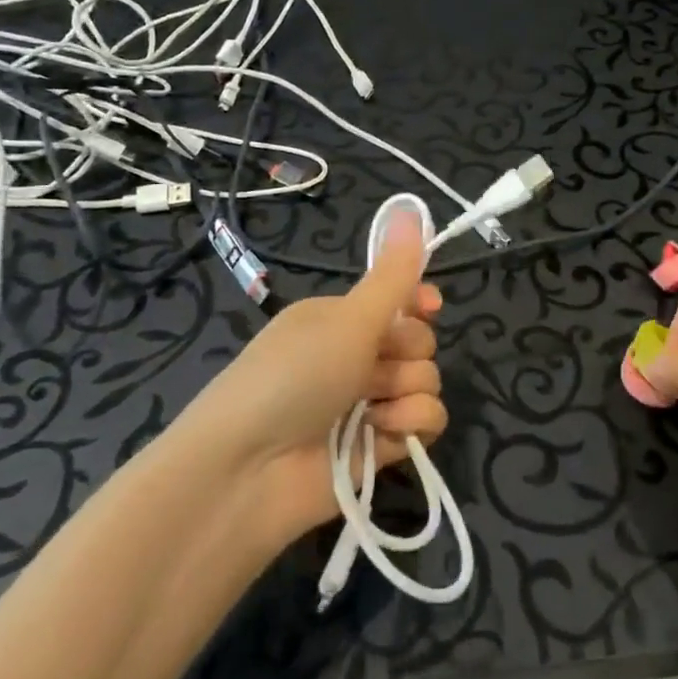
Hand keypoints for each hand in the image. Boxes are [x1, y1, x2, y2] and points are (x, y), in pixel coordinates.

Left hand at [183, 209, 445, 545]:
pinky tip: (382, 435)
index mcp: (340, 319)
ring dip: (407, 393)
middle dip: (407, 353)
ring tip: (373, 410)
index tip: (430, 306)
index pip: (398, 301)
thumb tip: (412, 207)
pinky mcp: (378, 449)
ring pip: (425, 383)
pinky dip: (409, 427)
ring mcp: (366, 406)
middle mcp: (354, 358)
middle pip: (418, 342)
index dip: (418, 303)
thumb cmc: (294, 376)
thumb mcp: (348, 318)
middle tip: (375, 367)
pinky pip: (423, 424)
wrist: (247, 471)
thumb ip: (392, 274)